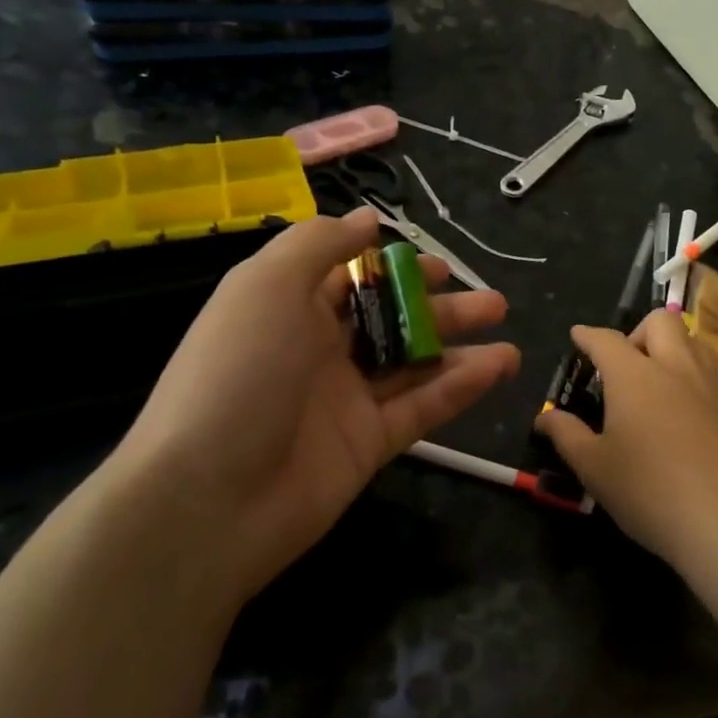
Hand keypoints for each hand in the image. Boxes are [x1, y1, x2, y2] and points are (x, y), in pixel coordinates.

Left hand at [108, 207, 518, 591]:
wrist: (210, 498)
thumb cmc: (239, 372)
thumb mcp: (268, 285)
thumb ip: (320, 244)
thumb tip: (365, 219)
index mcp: (289, 307)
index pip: (350, 277)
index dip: (394, 267)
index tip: (437, 264)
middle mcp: (319, 350)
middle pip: (391, 319)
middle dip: (439, 306)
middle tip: (489, 301)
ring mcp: (346, 400)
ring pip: (414, 363)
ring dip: (461, 345)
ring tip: (507, 329)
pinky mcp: (369, 444)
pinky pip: (422, 407)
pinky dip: (461, 386)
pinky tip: (499, 365)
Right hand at [535, 310, 717, 570]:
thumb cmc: (649, 491)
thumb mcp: (594, 468)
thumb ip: (567, 435)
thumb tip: (545, 417)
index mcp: (635, 375)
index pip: (606, 340)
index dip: (588, 335)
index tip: (578, 335)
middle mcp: (677, 368)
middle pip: (661, 322)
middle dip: (638, 331)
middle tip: (627, 362)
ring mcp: (714, 386)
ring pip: (695, 343)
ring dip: (674, 350)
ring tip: (661, 382)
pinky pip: (717, 380)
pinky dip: (698, 385)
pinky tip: (694, 419)